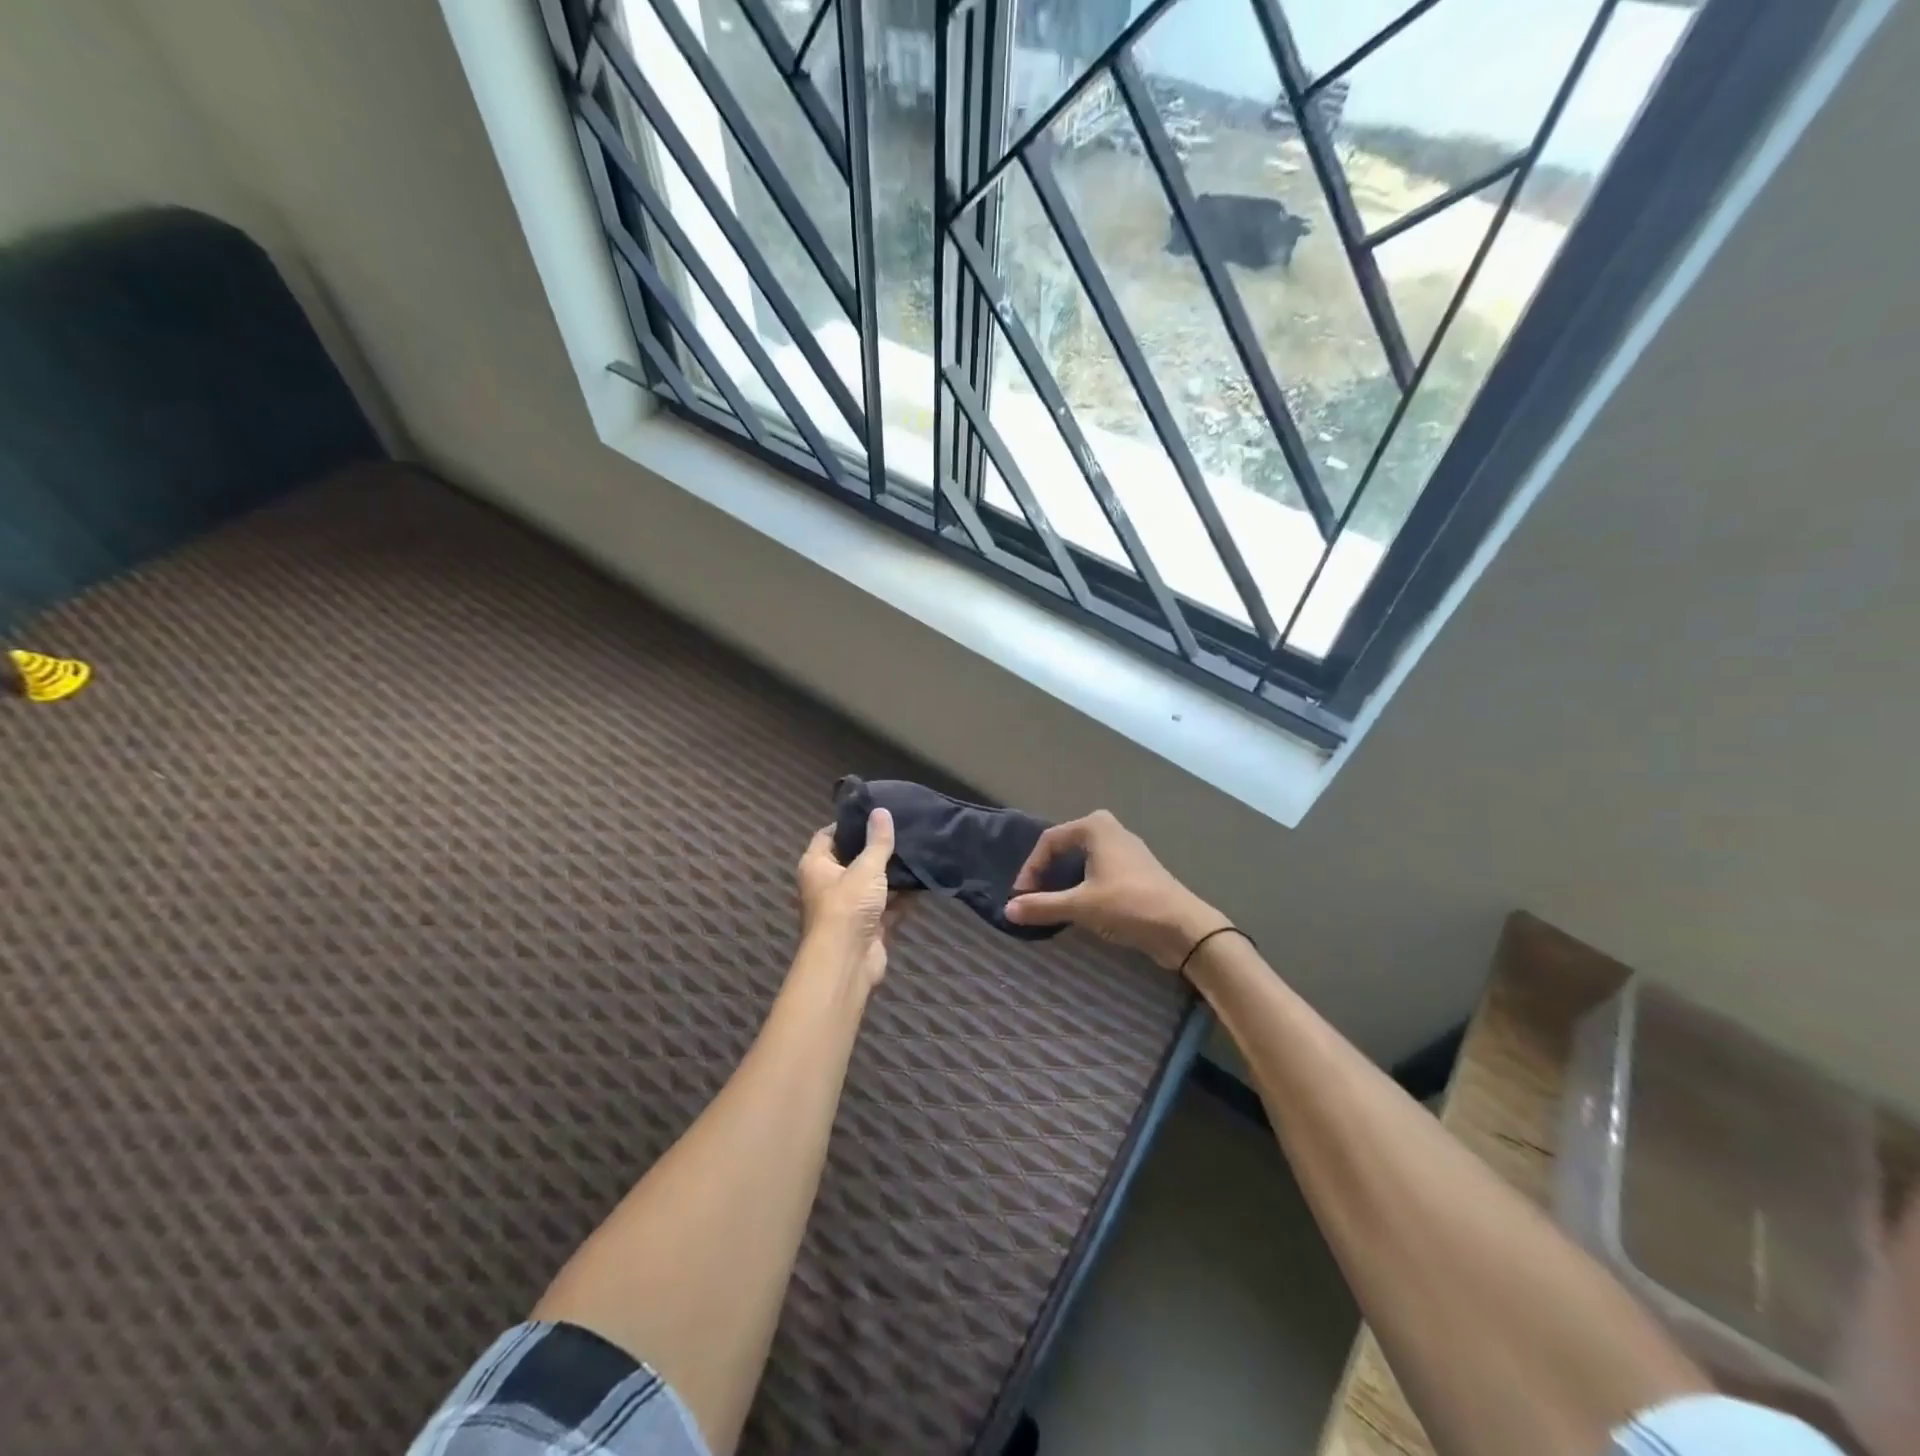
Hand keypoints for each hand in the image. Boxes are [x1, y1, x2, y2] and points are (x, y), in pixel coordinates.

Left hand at [795, 809, 899, 990]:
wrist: (847, 962)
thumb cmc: (847, 907)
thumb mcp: (866, 868)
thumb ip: (877, 841)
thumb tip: (881, 810)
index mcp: (816, 865)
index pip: (828, 835)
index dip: (849, 824)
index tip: (874, 814)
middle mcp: (829, 884)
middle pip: (853, 859)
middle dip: (876, 848)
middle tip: (902, 829)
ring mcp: (849, 907)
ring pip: (873, 884)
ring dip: (892, 874)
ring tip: (917, 850)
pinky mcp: (868, 926)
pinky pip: (888, 906)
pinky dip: (903, 898)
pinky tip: (923, 881)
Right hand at [1005, 810, 1226, 970]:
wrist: (1183, 927)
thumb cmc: (1129, 905)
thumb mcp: (1080, 906)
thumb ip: (1042, 906)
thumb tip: (1007, 910)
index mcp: (1095, 827)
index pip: (1050, 841)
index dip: (1031, 868)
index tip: (1022, 896)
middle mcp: (1111, 830)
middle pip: (1066, 845)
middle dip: (1047, 869)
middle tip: (1036, 893)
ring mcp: (1127, 850)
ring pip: (1084, 859)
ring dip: (1065, 878)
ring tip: (1054, 901)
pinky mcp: (1137, 871)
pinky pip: (1100, 870)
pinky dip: (1084, 884)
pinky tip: (1082, 906)